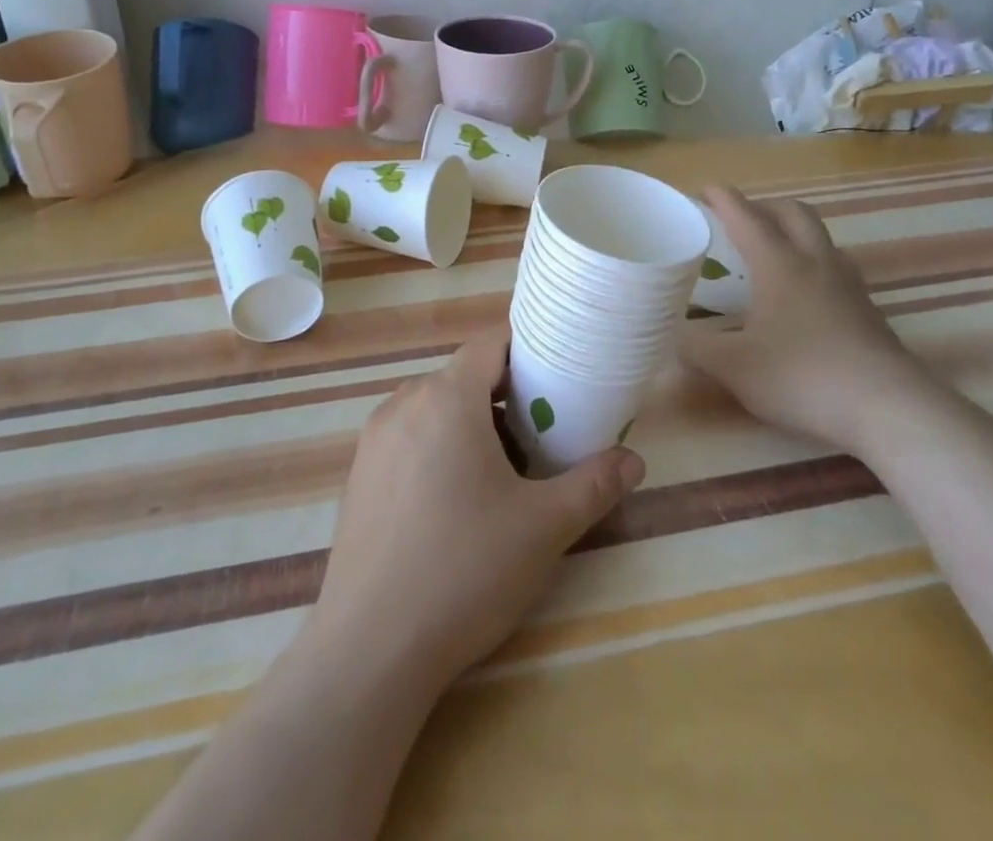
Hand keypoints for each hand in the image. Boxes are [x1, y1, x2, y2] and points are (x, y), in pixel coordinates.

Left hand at [309, 330, 645, 693]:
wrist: (371, 647)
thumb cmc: (465, 569)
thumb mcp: (544, 527)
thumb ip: (594, 485)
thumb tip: (633, 460)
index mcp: (446, 397)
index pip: (490, 345)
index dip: (526, 353)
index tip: (558, 378)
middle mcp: (404, 403)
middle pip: (463, 377)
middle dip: (504, 397)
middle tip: (542, 435)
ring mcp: (374, 439)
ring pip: (434, 409)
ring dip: (471, 424)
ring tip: (504, 472)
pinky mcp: (359, 474)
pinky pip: (408, 438)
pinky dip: (438, 447)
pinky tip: (455, 502)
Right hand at [682, 186, 934, 454]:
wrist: (889, 409)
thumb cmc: (803, 376)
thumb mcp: (734, 367)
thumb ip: (696, 348)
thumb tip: (670, 335)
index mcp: (779, 265)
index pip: (747, 217)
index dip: (723, 199)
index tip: (704, 189)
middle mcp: (815, 263)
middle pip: (793, 213)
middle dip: (763, 206)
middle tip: (739, 219)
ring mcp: (848, 285)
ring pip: (820, 237)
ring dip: (793, 231)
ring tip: (772, 252)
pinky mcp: (868, 310)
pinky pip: (835, 267)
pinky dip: (812, 263)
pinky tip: (804, 294)